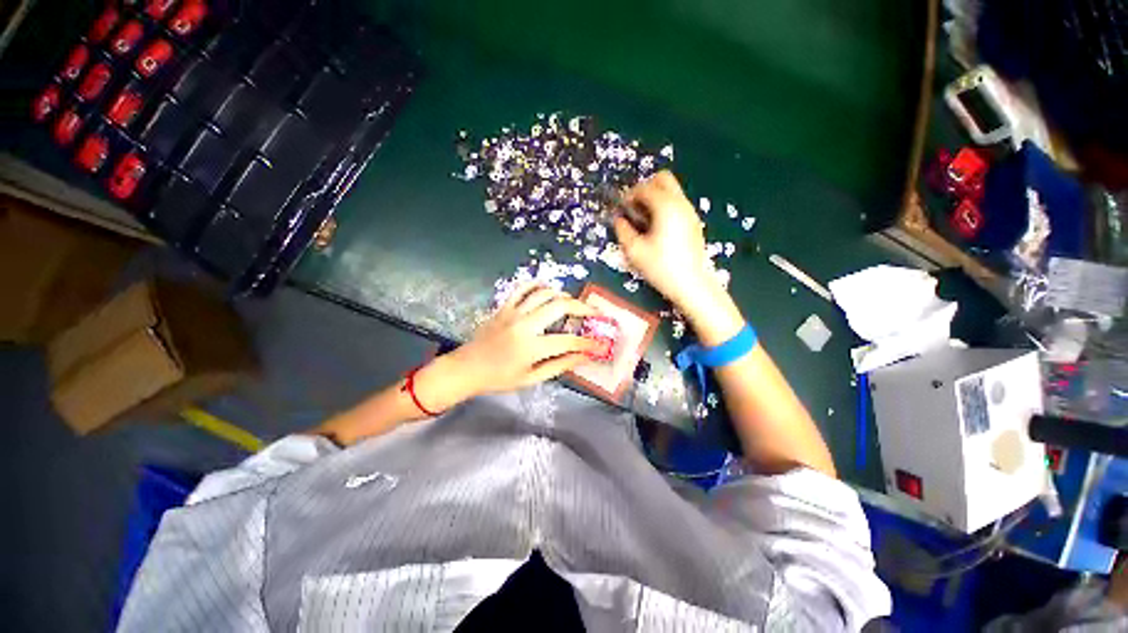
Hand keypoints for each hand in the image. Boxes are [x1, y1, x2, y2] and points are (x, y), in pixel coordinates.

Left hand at [424, 285, 598, 406]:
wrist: (467, 368)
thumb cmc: (499, 378)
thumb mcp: (531, 378)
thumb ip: (559, 366)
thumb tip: (583, 357)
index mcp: (531, 347)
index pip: (568, 341)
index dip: (588, 342)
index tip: (601, 343)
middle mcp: (524, 325)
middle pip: (560, 306)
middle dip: (582, 308)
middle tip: (594, 313)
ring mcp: (513, 312)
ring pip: (544, 293)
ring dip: (563, 295)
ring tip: (573, 303)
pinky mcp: (504, 306)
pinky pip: (523, 288)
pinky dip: (538, 285)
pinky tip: (548, 290)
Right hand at [613, 171, 713, 308]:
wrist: (691, 284)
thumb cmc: (661, 267)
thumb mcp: (634, 251)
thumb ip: (623, 230)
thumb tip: (618, 219)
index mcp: (665, 207)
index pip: (645, 188)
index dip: (629, 195)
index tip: (621, 209)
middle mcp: (680, 203)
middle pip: (663, 179)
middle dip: (645, 189)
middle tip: (634, 208)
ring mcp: (690, 212)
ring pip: (671, 191)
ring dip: (655, 199)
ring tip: (643, 221)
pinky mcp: (693, 223)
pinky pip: (677, 204)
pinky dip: (664, 208)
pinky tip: (656, 229)